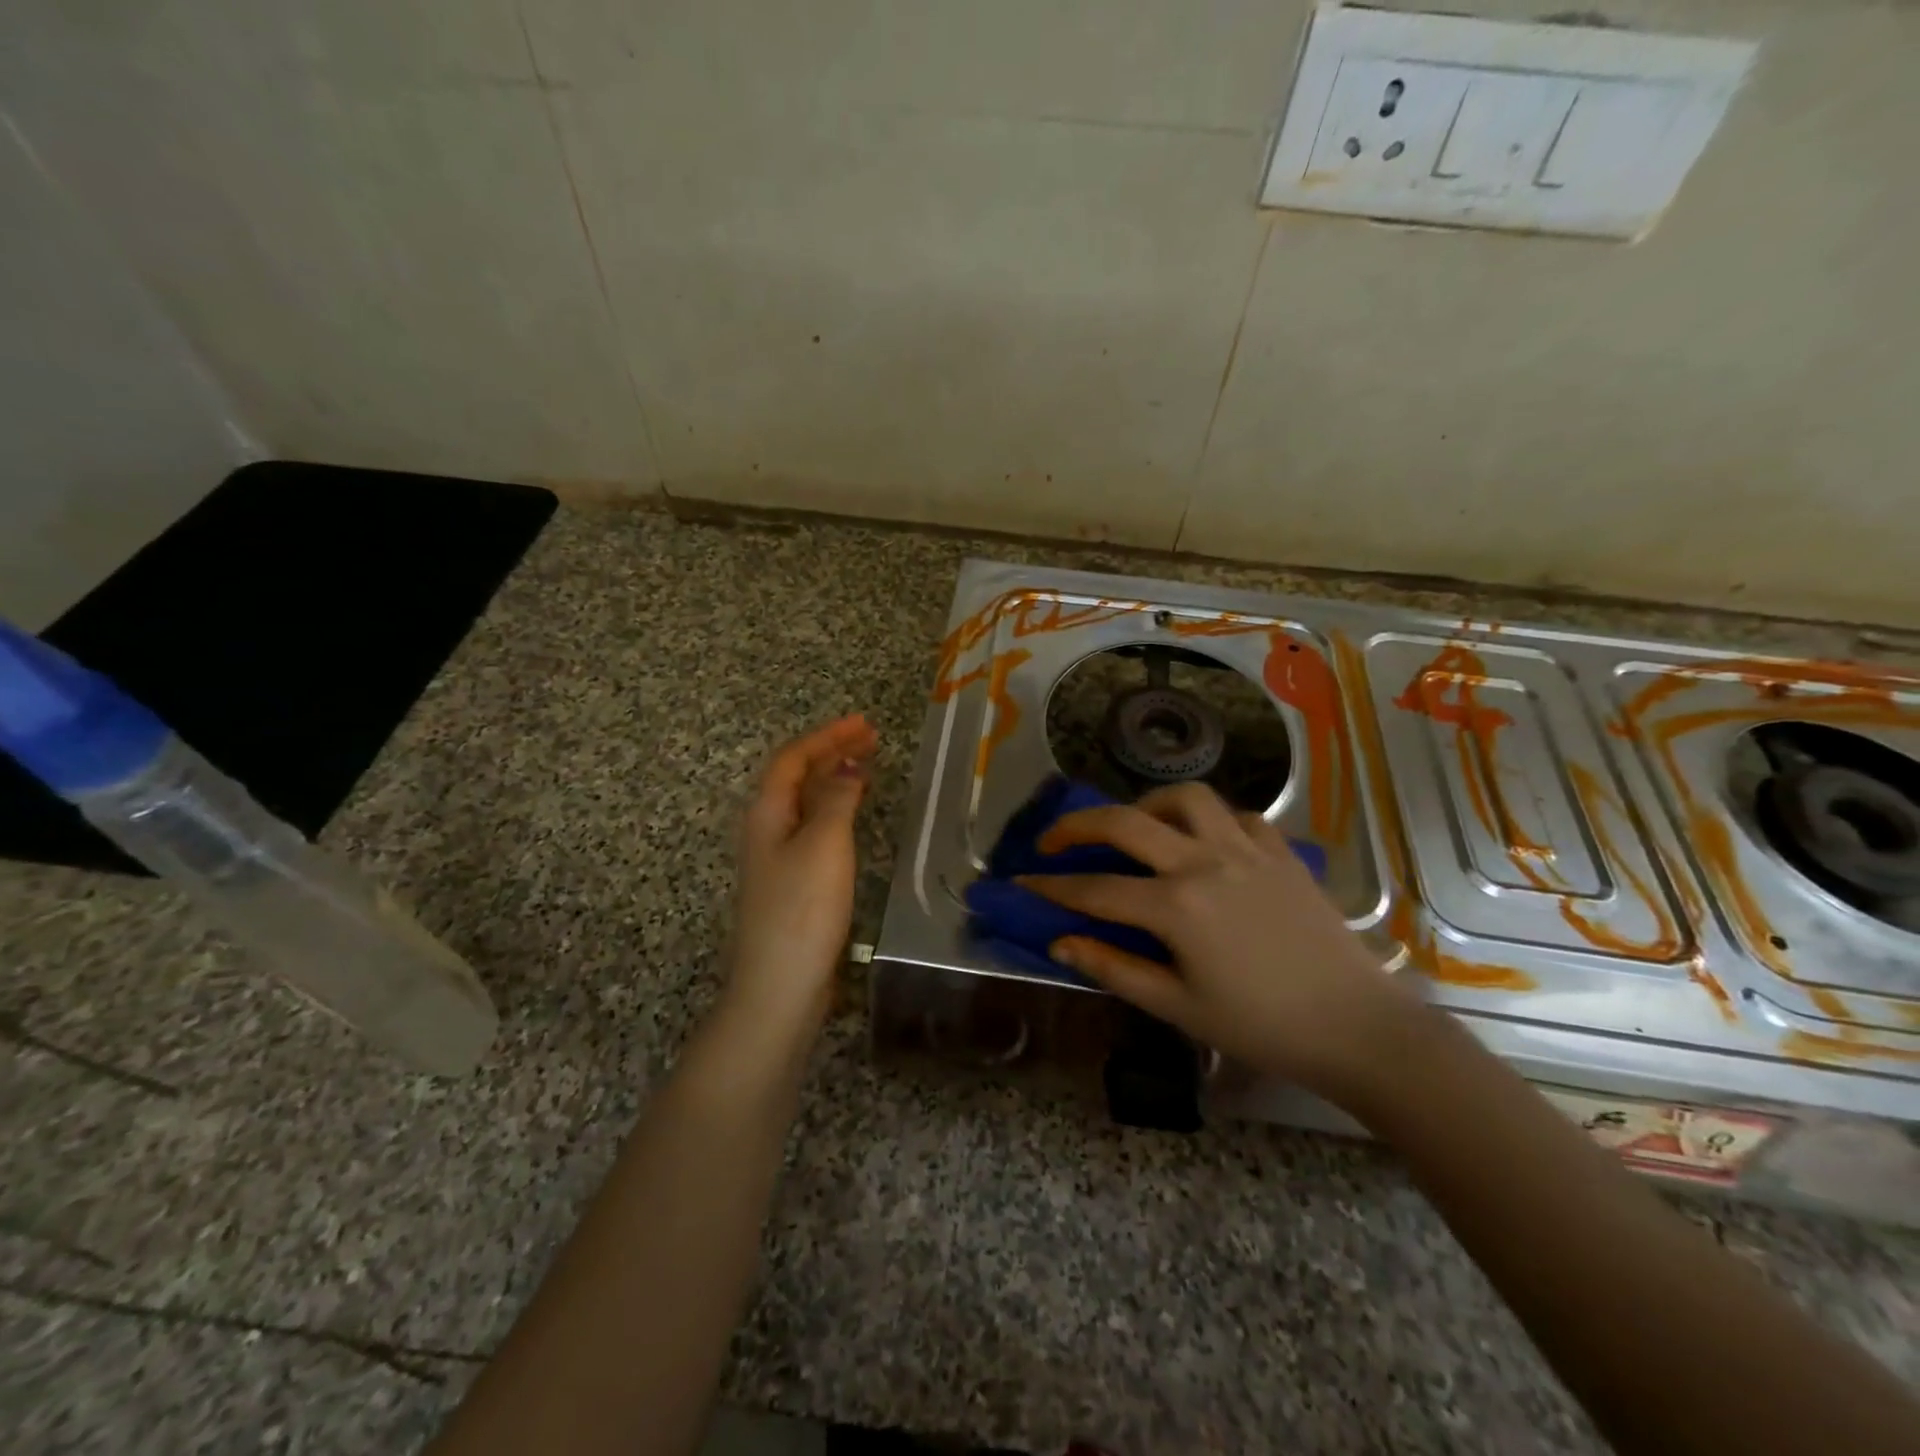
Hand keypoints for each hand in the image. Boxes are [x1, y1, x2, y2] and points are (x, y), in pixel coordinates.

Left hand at [722, 714, 877, 1046]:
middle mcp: (766, 829)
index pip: (793, 758)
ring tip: (867, 767)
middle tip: (871, 739)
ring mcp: (777, 858)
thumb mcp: (824, 845)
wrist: (780, 986)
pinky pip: (813, 828)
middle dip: (831, 753)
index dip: (827, 736)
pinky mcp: (792, 882)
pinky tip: (853, 817)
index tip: (864, 724)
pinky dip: (835, 810)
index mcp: (767, 813)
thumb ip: (836, 799)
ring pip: (805, 803)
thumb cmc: (802, 909)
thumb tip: (847, 765)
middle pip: (796, 777)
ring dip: (834, 779)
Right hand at [1021, 782, 1420, 1100]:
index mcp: (1177, 906)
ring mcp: (1246, 849)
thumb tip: (1060, 941)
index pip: (1096, 888)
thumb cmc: (1261, 1026)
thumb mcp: (1178, 1006)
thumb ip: (1114, 968)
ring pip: (1185, 797)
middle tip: (1054, 839)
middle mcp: (1205, 862)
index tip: (1023, 881)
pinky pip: (1236, 814)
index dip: (1053, 884)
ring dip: (1148, 805)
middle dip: (1077, 826)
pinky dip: (1209, 820)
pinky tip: (1203, 843)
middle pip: (1125, 822)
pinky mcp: (1280, 851)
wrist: (1357, 1028)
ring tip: (1136, 829)